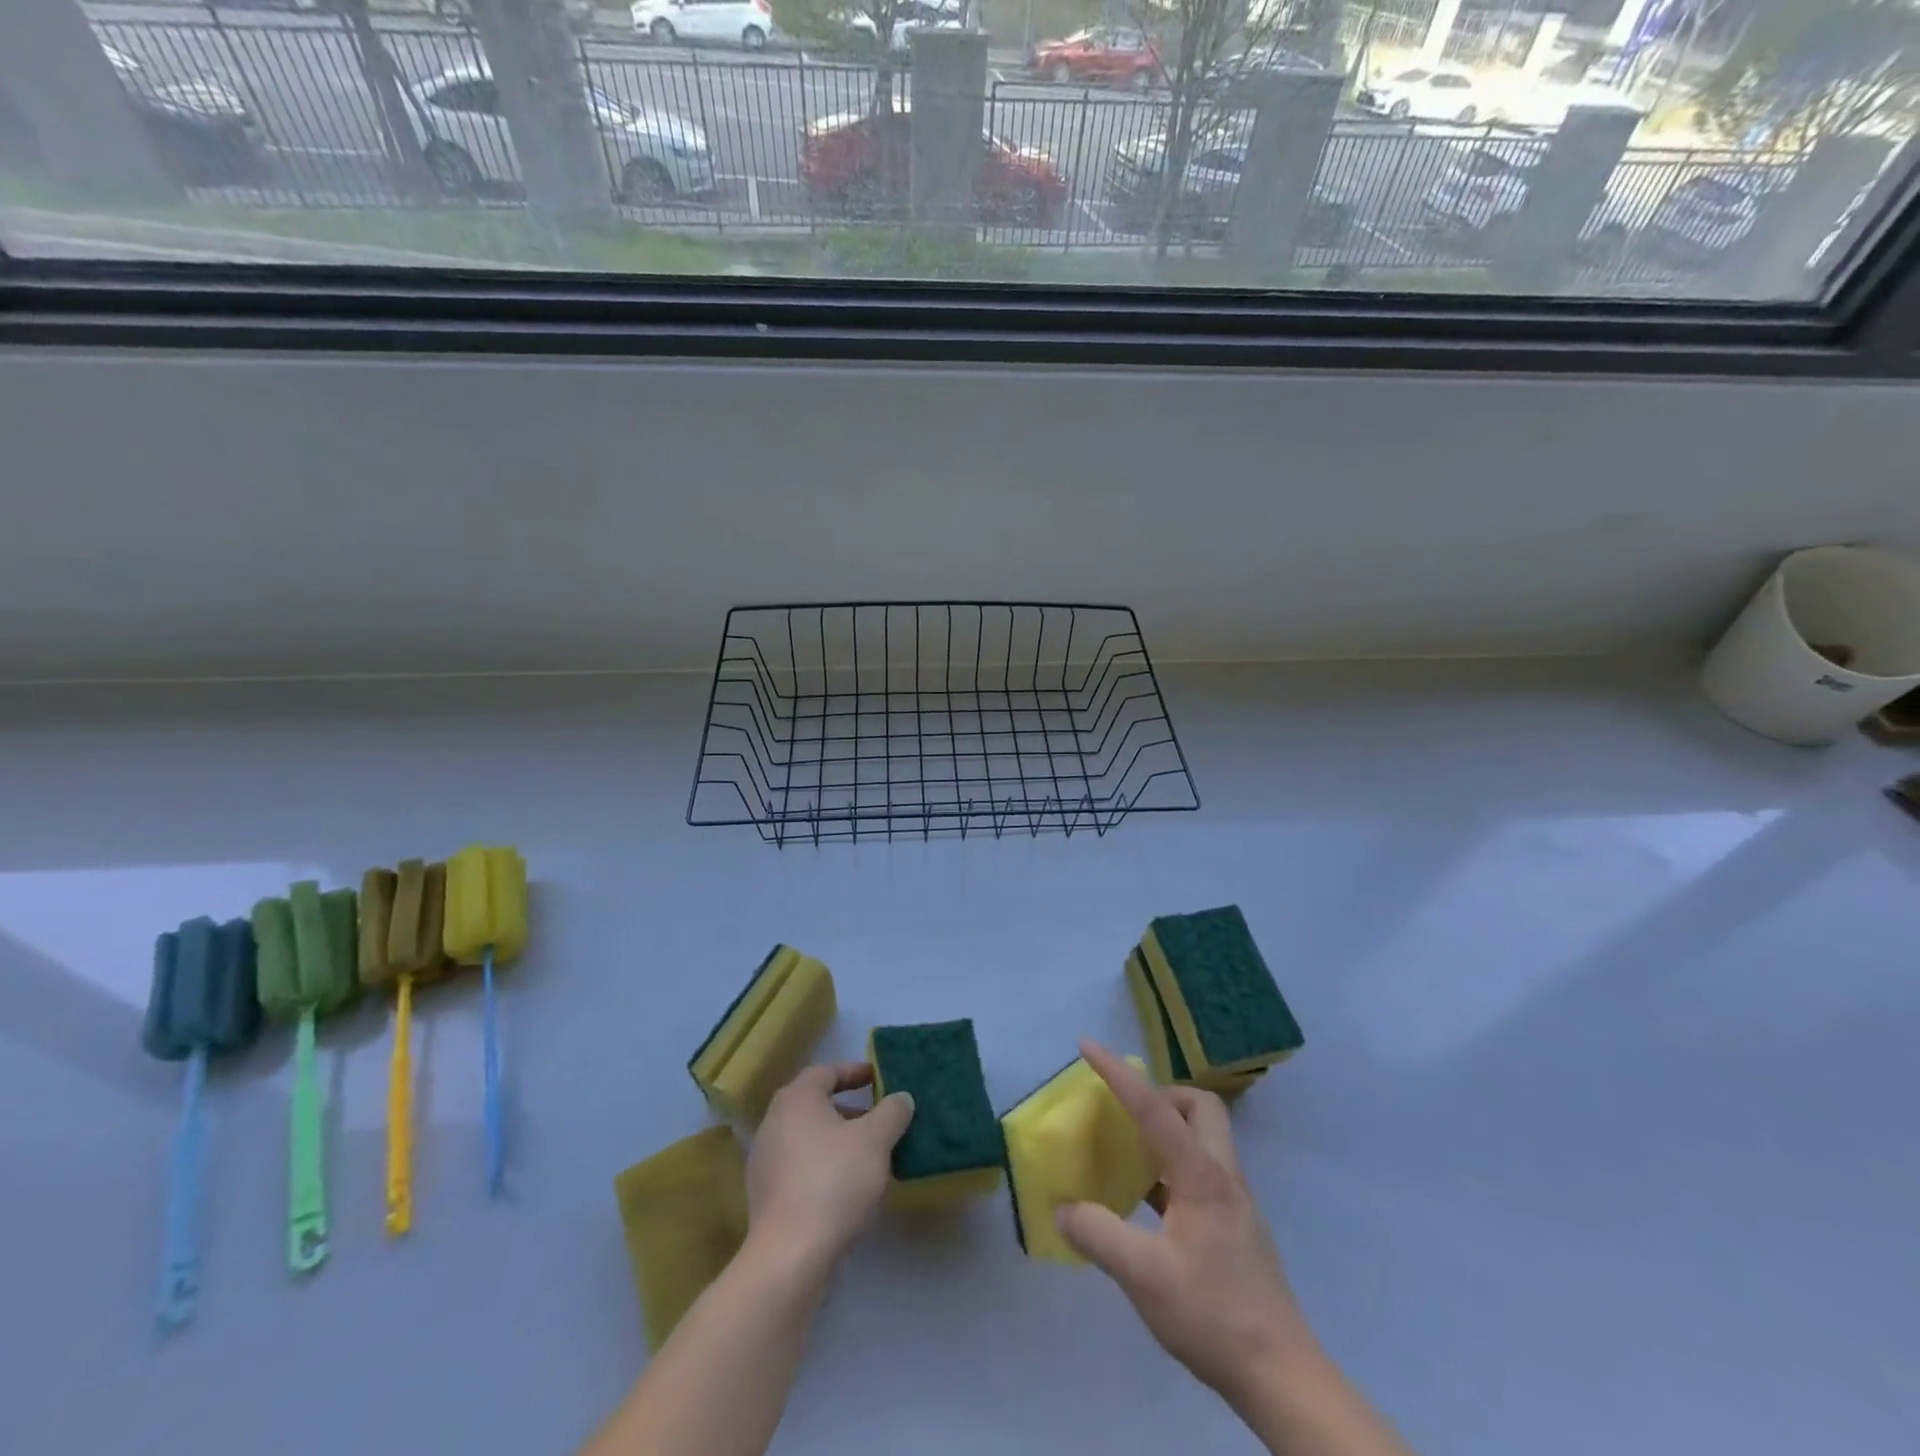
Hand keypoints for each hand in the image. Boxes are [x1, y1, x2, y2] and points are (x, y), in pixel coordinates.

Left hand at [745, 1062, 915, 1273]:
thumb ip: (892, 1113)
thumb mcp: (875, 1140)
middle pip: (814, 1104)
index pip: (826, 1072)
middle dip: (847, 1108)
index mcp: (796, 1099)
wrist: (789, 1257)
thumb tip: (901, 1098)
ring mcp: (765, 1161)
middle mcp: (774, 1122)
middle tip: (876, 1116)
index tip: (877, 1077)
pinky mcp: (765, 1196)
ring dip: (836, 1139)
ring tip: (867, 1154)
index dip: (853, 1071)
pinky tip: (846, 1185)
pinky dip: (823, 1164)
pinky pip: (799, 1165)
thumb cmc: (834, 1181)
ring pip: (807, 1136)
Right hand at [1055, 1040, 1315, 1408]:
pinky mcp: (1235, 1227)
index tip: (1087, 1046)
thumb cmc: (1213, 1314)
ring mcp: (1234, 1202)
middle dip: (1161, 1095)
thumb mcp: (1143, 1276)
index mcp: (1201, 1175)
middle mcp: (1222, 1176)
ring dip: (1166, 1131)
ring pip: (1203, 1139)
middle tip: (1126, 1113)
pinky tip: (1147, 1201)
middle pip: (1199, 1108)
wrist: (1281, 1376)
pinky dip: (1170, 1168)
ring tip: (1128, 1152)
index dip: (1117, 1073)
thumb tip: (1062, 1209)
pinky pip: (1199, 1173)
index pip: (1153, 1107)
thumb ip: (1097, 1234)